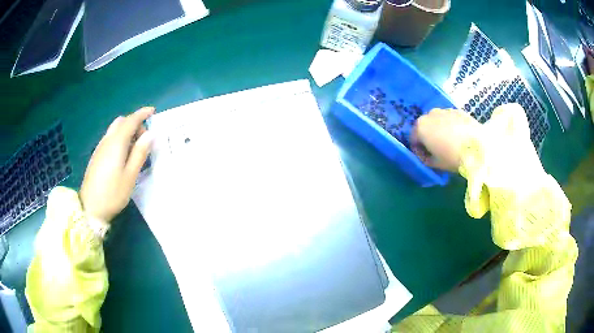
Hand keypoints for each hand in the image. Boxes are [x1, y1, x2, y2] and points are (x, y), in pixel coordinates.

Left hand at [80, 107, 154, 222]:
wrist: (89, 208)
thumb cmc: (112, 194)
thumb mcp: (130, 176)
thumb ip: (140, 153)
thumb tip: (150, 135)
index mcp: (116, 143)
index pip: (131, 120)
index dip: (142, 114)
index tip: (153, 111)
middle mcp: (107, 141)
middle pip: (122, 122)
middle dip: (135, 125)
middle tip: (144, 141)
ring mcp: (100, 148)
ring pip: (115, 130)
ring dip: (127, 132)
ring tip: (134, 150)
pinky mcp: (97, 156)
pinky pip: (110, 139)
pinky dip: (119, 139)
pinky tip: (123, 157)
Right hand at [411, 108, 479, 171]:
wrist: (478, 147)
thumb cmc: (452, 157)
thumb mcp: (435, 164)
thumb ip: (425, 159)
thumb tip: (425, 155)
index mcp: (420, 127)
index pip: (413, 139)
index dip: (419, 150)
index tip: (426, 157)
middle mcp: (430, 114)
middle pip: (425, 127)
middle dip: (429, 136)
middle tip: (438, 149)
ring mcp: (444, 110)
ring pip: (438, 121)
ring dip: (440, 129)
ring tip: (450, 142)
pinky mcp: (458, 111)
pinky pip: (450, 119)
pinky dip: (451, 126)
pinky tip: (459, 136)